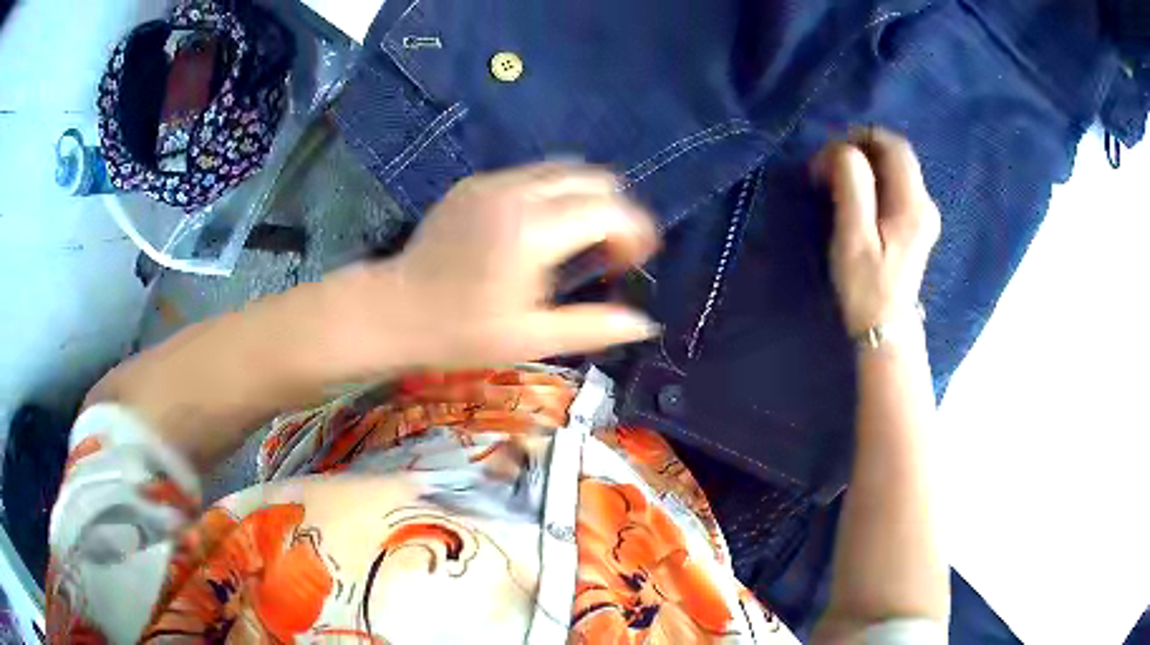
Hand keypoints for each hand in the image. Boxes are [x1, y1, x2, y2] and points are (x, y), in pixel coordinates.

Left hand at [333, 163, 661, 373]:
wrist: (393, 311)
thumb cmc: (460, 333)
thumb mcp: (531, 338)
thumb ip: (593, 327)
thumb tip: (645, 323)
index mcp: (534, 231)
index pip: (610, 210)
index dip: (635, 233)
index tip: (633, 264)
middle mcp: (517, 192)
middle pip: (595, 179)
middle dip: (616, 211)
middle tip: (610, 254)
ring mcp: (492, 181)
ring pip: (565, 170)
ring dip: (586, 198)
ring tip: (579, 240)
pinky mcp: (474, 183)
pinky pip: (531, 174)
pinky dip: (553, 193)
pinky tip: (539, 230)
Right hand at [814, 128, 940, 336]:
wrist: (885, 329)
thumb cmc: (866, 287)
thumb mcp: (853, 236)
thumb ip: (852, 185)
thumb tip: (844, 150)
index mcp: (914, 204)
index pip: (894, 146)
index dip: (862, 137)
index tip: (831, 154)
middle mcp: (926, 203)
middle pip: (895, 155)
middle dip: (859, 151)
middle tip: (826, 169)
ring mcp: (924, 214)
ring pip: (894, 170)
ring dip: (863, 166)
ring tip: (834, 183)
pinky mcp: (917, 224)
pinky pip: (895, 186)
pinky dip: (872, 182)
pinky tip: (853, 198)